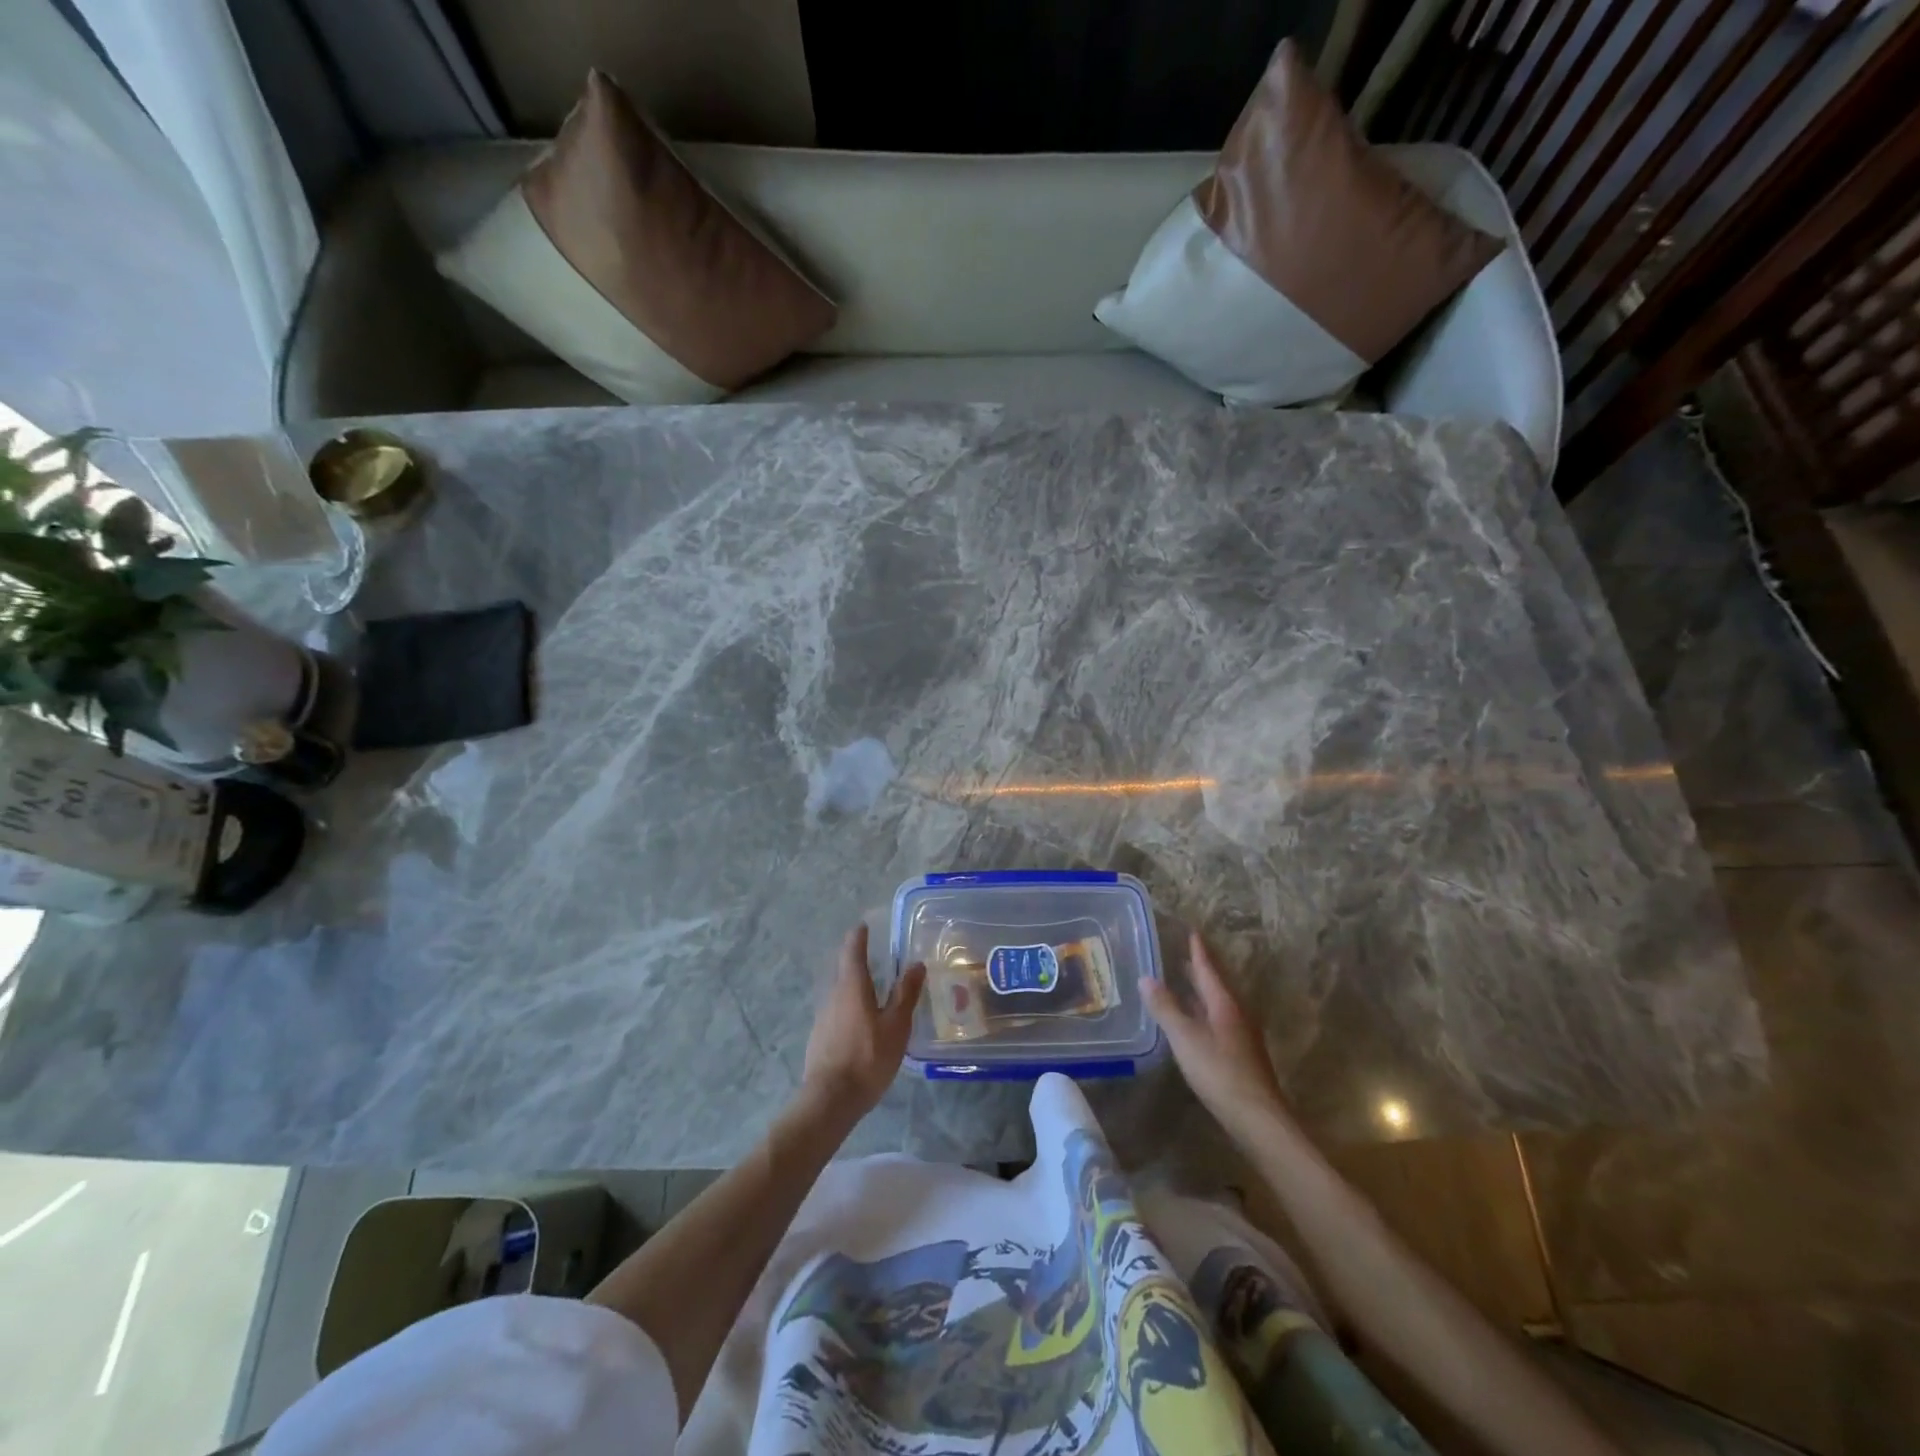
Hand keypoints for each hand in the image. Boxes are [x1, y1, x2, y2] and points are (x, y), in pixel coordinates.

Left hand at [800, 926, 924, 1122]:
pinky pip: (837, 1012)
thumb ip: (905, 994)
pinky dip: (850, 1008)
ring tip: (874, 990)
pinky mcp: (820, 1038)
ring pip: (840, 993)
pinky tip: (862, 1023)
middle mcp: (833, 995)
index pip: (853, 951)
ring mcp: (823, 1017)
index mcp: (851, 987)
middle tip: (875, 955)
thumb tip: (915, 964)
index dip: (859, 937)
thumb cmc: (868, 1057)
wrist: (830, 1099)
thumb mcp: (895, 1025)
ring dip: (855, 987)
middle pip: (844, 970)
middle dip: (857, 960)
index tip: (864, 926)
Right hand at [1143, 932, 1288, 1138]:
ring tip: (1185, 981)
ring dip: (1202, 990)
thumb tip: (1146, 978)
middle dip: (1201, 968)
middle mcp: (1236, 1013)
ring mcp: (1241, 1035)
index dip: (1198, 950)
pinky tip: (1194, 1020)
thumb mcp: (1185, 1037)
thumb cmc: (1219, 1071)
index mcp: (1224, 1003)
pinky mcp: (1240, 1055)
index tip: (1192, 931)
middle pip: (1216, 984)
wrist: (1257, 1118)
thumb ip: (1165, 1007)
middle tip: (1185, 951)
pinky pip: (1218, 1020)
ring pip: (1218, 1003)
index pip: (1208, 968)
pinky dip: (1203, 1011)